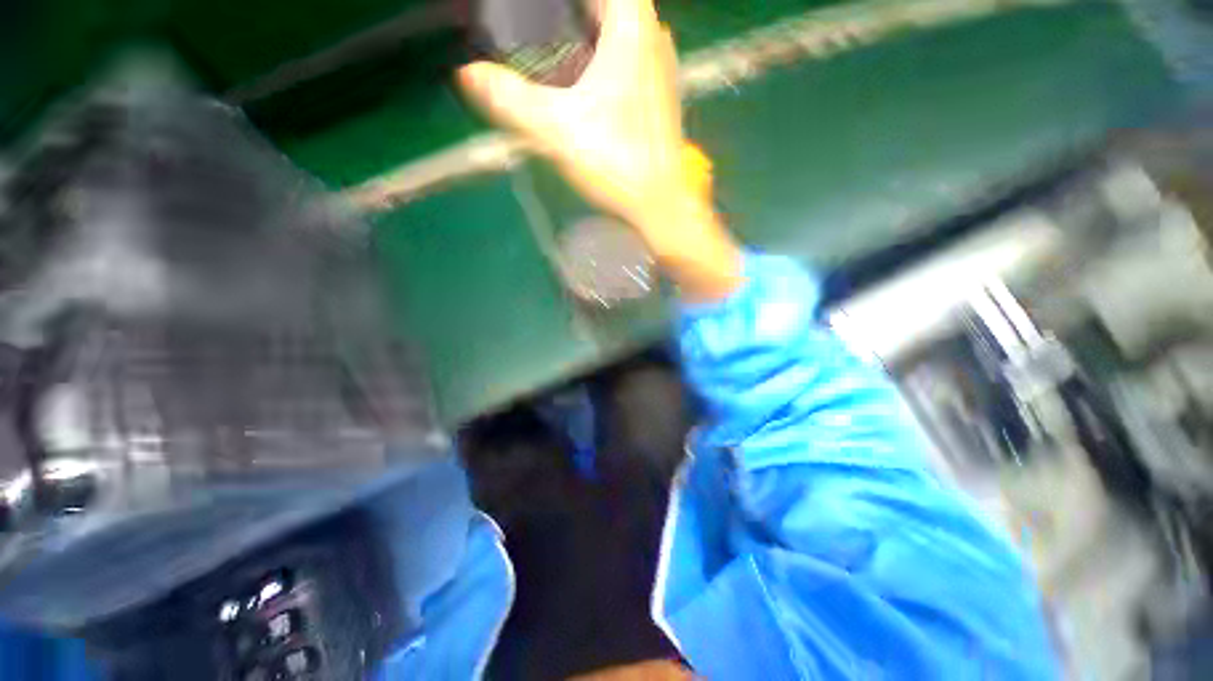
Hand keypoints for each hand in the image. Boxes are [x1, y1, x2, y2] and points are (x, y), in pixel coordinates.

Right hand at [458, 0, 683, 229]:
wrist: (660, 204)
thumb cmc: (616, 163)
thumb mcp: (557, 129)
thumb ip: (510, 98)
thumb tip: (467, 73)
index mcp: (632, 25)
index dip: (558, 2)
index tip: (529, 15)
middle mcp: (653, 35)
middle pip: (605, 6)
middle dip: (570, 15)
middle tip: (533, 33)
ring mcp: (662, 66)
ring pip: (620, 29)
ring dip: (587, 31)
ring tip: (552, 50)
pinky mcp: (660, 95)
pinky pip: (629, 57)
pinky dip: (604, 56)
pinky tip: (584, 81)